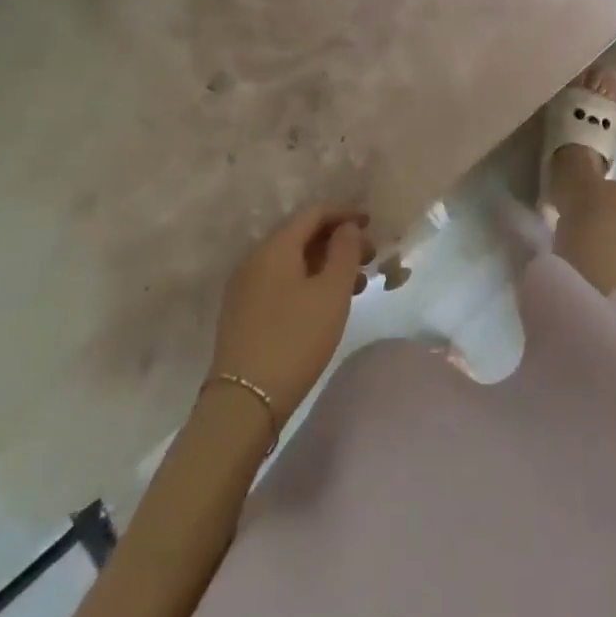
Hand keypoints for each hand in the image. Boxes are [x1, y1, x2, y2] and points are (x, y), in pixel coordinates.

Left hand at [210, 205, 372, 423]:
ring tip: (357, 284)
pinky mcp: (244, 313)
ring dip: (326, 264)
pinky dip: (308, 282)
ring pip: (293, 262)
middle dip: (338, 241)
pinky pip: (282, 282)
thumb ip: (345, 252)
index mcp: (275, 247)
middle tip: (370, 257)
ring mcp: (246, 287)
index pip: (314, 213)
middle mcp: (256, 259)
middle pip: (302, 235)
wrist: (243, 403)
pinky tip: (327, 303)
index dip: (345, 213)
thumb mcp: (332, 293)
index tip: (372, 224)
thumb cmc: (295, 339)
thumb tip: (347, 227)